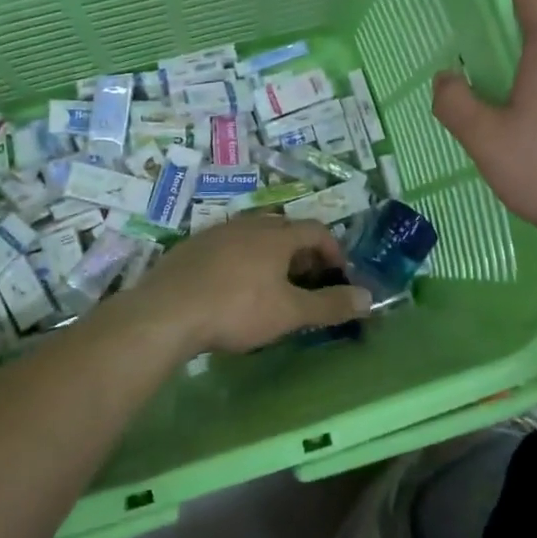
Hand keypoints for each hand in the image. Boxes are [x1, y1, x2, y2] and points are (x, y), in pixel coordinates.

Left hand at [130, 214, 372, 356]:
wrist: (167, 312)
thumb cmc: (237, 309)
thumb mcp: (290, 312)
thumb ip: (330, 305)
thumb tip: (369, 298)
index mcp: (276, 235)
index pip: (316, 230)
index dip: (334, 250)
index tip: (339, 275)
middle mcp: (248, 225)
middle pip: (285, 229)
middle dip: (303, 253)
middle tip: (308, 281)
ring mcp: (217, 233)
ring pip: (254, 236)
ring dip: (271, 256)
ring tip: (273, 286)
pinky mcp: (191, 248)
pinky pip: (228, 247)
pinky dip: (242, 261)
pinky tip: (233, 288)